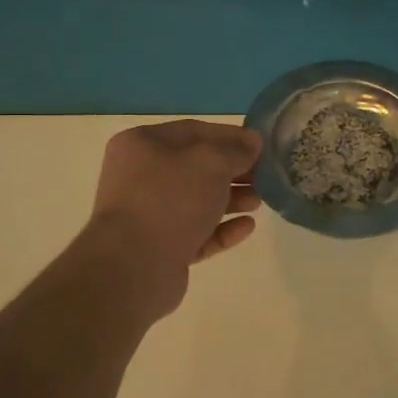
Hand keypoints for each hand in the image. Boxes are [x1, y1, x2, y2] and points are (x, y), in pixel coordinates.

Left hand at [85, 121, 262, 316]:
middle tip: (264, 176)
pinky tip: (247, 227)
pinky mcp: (160, 248)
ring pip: (197, 201)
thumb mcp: (211, 163)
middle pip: (196, 167)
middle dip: (233, 171)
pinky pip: (197, 233)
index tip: (261, 145)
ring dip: (231, 199)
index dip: (231, 136)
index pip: (194, 131)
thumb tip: (252, 143)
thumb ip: (235, 150)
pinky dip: (221, 228)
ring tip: (259, 202)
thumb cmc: (169, 200)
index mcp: (142, 144)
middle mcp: (140, 176)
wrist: (133, 266)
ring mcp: (148, 214)